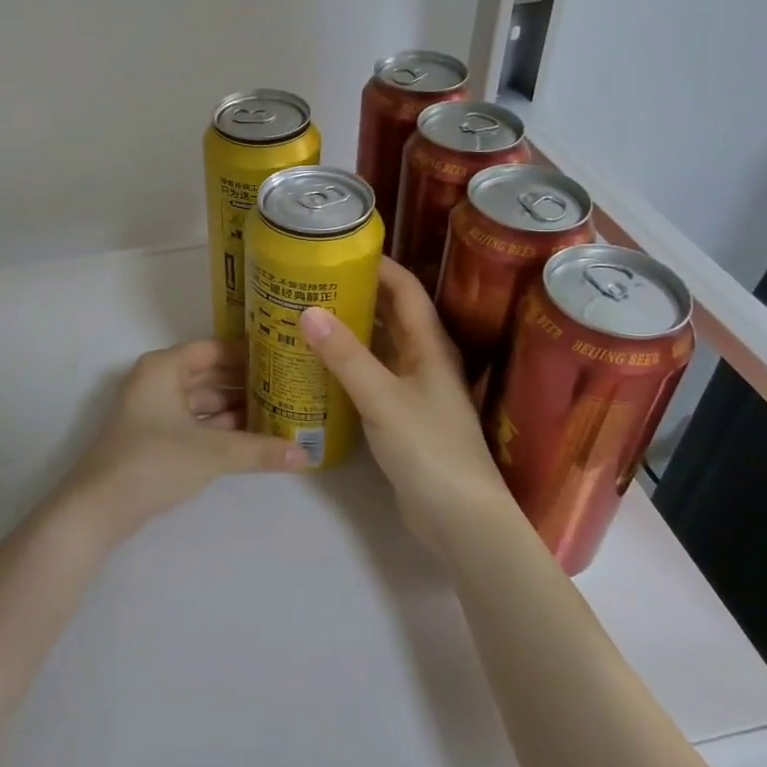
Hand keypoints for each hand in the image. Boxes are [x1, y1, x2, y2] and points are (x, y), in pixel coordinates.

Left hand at [62, 338, 304, 541]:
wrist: (97, 508)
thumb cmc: (151, 462)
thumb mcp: (210, 453)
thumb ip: (259, 451)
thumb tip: (307, 456)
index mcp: (164, 367)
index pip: (215, 348)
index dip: (249, 353)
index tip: (284, 357)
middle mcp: (159, 381)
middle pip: (211, 374)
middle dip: (247, 382)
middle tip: (290, 387)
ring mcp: (156, 410)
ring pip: (204, 400)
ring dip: (237, 407)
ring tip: (280, 411)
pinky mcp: (156, 438)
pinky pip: (197, 422)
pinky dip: (221, 427)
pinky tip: (254, 437)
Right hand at [301, 258, 511, 552]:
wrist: (459, 518)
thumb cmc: (429, 449)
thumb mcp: (382, 398)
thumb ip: (346, 357)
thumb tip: (307, 312)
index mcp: (430, 346)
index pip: (406, 289)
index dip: (378, 265)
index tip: (339, 249)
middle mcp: (425, 360)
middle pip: (391, 313)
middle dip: (357, 293)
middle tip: (311, 282)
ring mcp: (415, 389)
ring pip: (380, 346)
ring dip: (351, 329)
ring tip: (307, 316)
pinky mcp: (402, 416)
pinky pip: (373, 376)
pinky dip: (349, 364)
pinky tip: (320, 366)